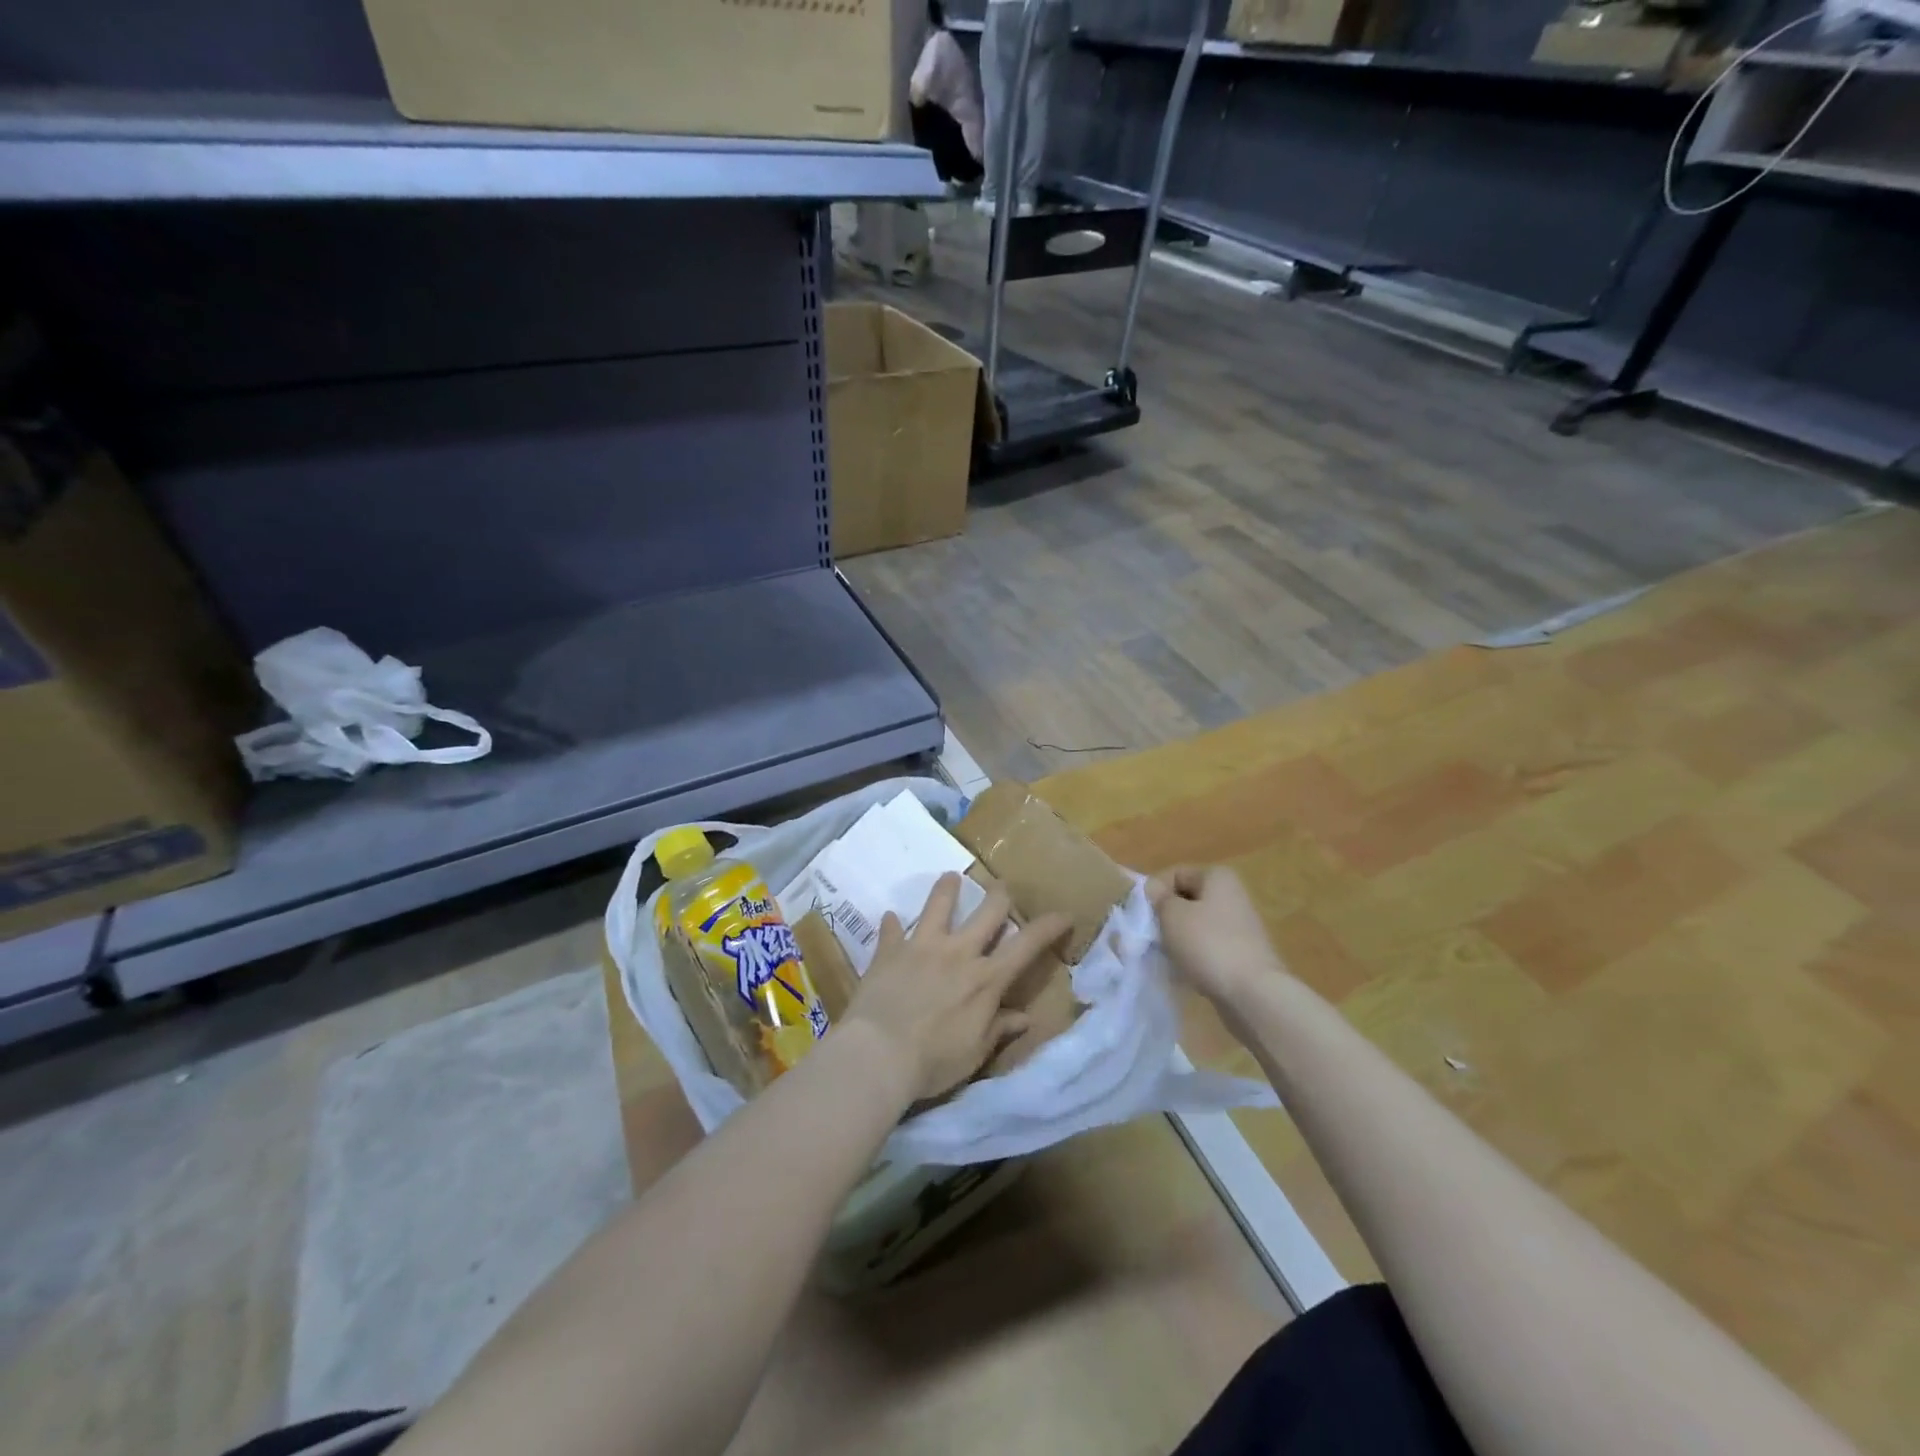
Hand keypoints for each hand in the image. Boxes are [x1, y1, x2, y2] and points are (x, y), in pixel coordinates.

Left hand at [840, 873, 1071, 1102]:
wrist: (878, 1054)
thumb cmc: (933, 1061)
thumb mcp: (975, 1052)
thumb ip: (999, 1028)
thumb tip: (1025, 1018)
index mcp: (986, 978)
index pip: (1027, 945)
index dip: (1049, 926)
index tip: (1064, 914)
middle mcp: (958, 952)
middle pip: (988, 911)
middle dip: (1000, 896)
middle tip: (1002, 889)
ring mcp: (922, 946)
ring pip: (938, 905)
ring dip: (946, 889)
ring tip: (950, 877)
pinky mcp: (889, 951)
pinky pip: (891, 930)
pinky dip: (892, 924)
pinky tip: (890, 918)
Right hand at [1148, 864, 1282, 1004]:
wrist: (1253, 994)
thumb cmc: (1209, 945)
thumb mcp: (1172, 915)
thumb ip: (1159, 898)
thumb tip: (1154, 889)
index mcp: (1218, 877)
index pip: (1174, 874)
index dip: (1155, 892)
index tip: (1143, 916)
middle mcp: (1232, 895)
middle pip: (1186, 899)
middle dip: (1166, 916)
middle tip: (1152, 935)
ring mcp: (1239, 926)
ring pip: (1195, 925)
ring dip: (1178, 938)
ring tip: (1167, 955)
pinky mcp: (1241, 953)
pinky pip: (1208, 946)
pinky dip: (1194, 955)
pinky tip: (1185, 970)